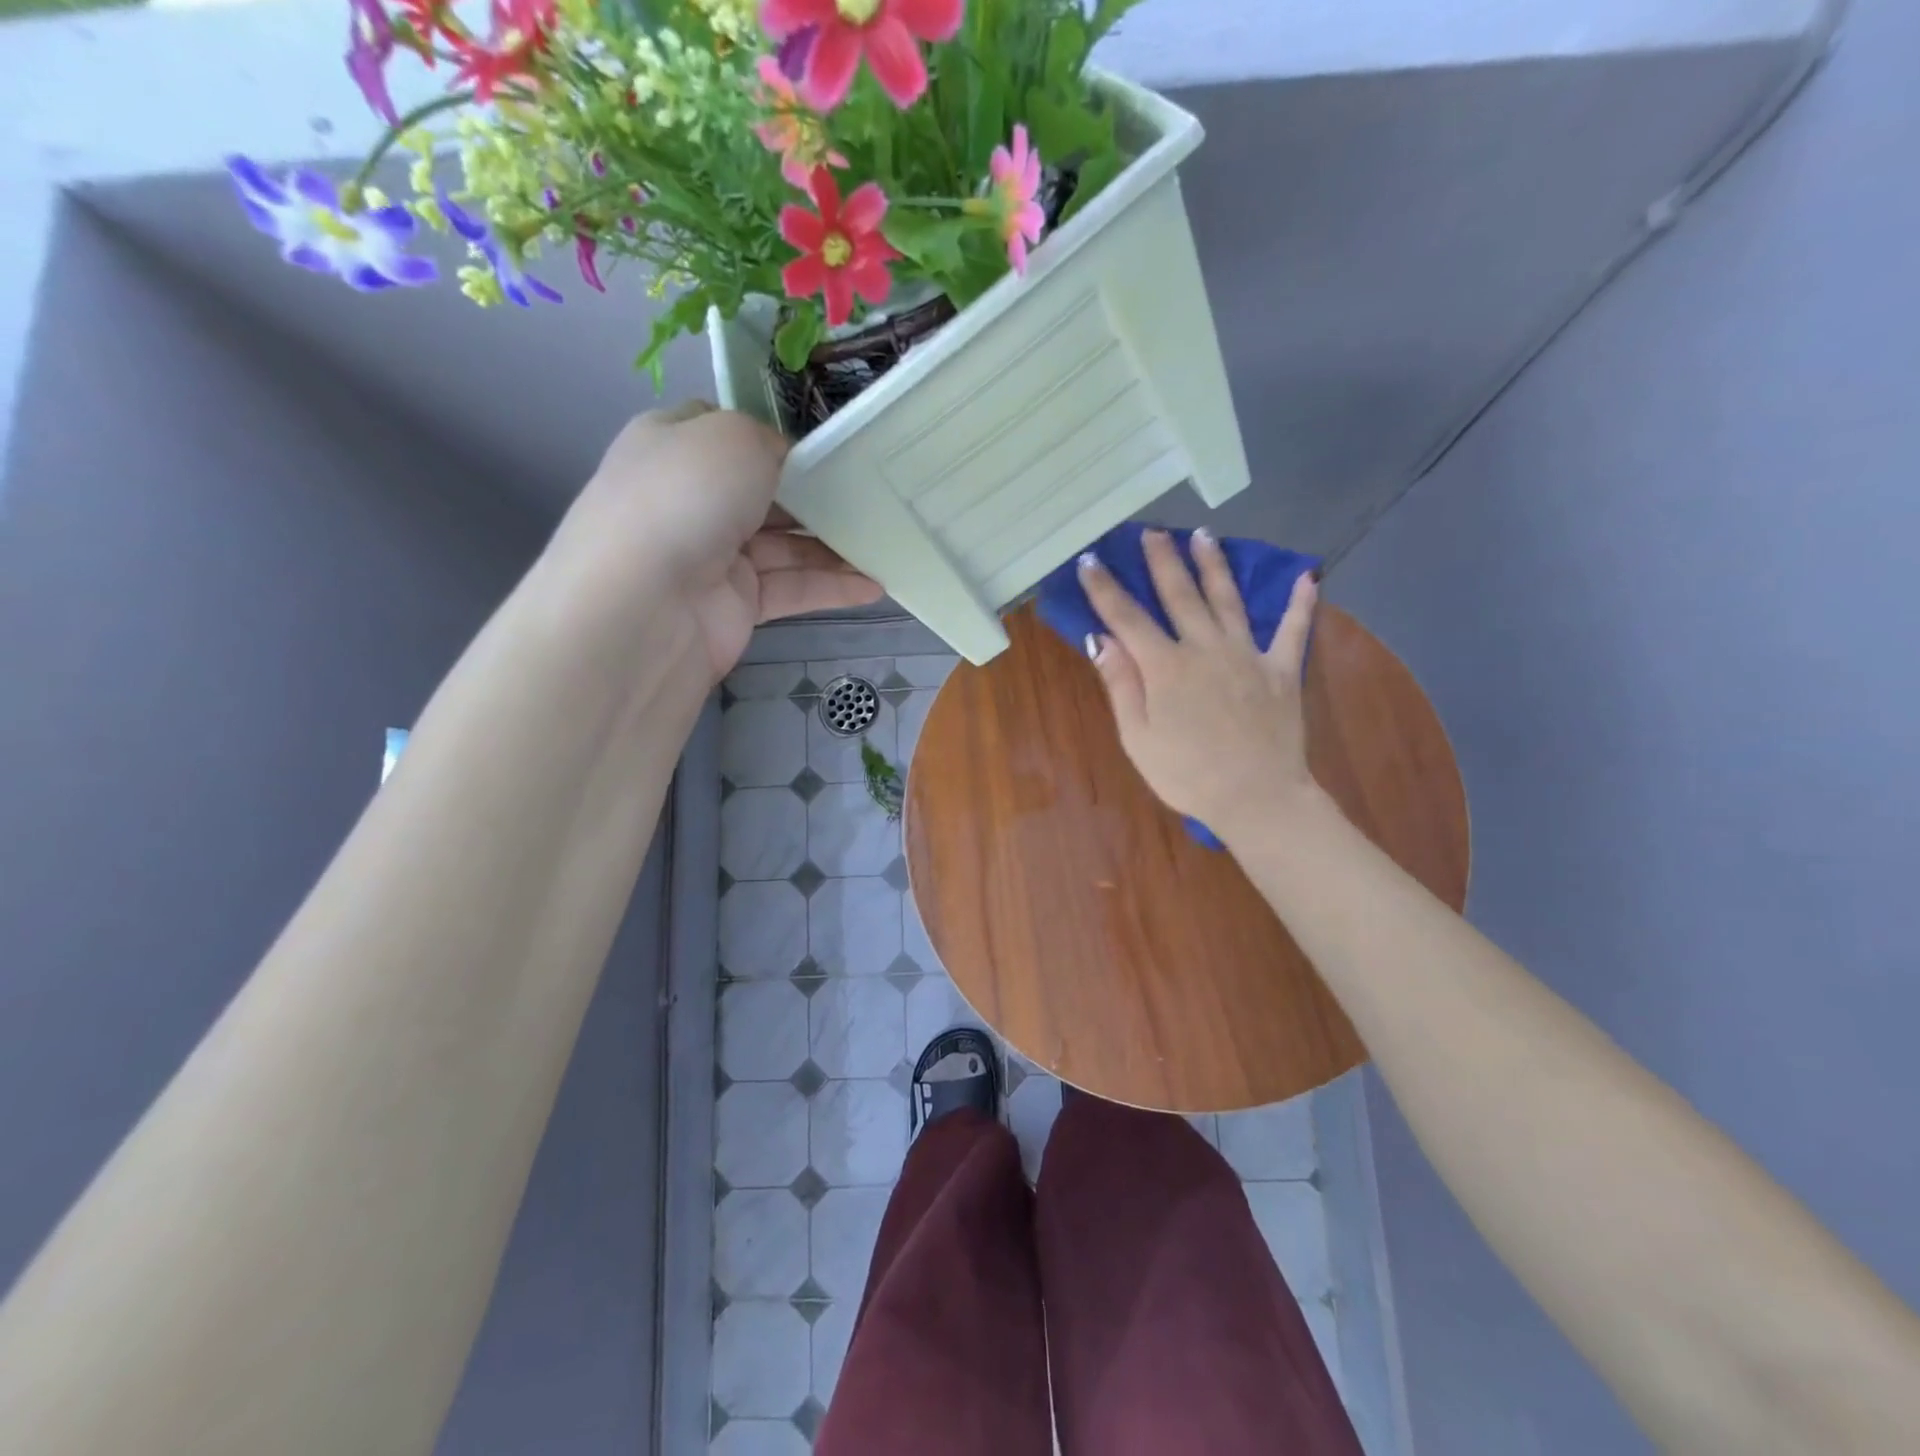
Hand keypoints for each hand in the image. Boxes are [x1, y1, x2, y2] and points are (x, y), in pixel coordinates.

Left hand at [547, 402, 882, 680]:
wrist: (644, 609)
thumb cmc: (684, 500)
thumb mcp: (733, 438)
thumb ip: (770, 441)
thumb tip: (787, 463)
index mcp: (675, 446)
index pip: (729, 434)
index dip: (777, 437)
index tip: (829, 447)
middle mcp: (692, 499)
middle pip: (767, 492)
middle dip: (818, 495)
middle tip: (874, 497)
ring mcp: (714, 556)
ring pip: (786, 545)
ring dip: (835, 546)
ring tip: (886, 545)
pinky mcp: (736, 605)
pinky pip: (792, 589)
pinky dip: (831, 587)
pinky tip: (874, 586)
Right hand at [1078, 528, 1320, 840]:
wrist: (1256, 797)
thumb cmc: (1186, 774)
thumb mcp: (1138, 737)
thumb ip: (1121, 684)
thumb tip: (1101, 638)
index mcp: (1165, 667)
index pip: (1127, 618)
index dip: (1105, 588)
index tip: (1090, 560)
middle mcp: (1205, 648)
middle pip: (1180, 595)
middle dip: (1162, 561)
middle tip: (1152, 532)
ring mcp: (1247, 655)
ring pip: (1228, 600)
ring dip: (1214, 566)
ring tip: (1203, 536)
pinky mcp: (1282, 670)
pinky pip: (1293, 630)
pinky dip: (1301, 603)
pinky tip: (1307, 577)